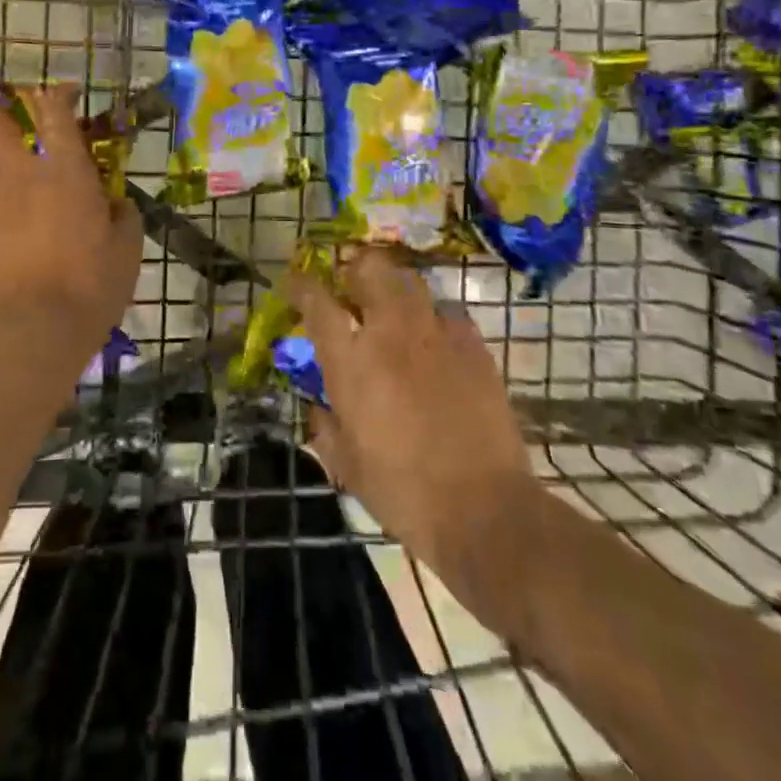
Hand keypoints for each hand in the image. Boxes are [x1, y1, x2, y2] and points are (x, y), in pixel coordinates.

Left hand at [0, 85, 142, 381]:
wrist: (28, 333)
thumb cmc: (89, 287)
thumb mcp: (127, 251)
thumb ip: (124, 216)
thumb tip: (117, 202)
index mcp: (64, 169)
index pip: (54, 110)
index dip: (58, 94)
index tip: (67, 94)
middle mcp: (19, 173)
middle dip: (8, 113)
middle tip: (22, 125)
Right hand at [290, 247, 533, 584]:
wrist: (485, 511)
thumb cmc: (404, 493)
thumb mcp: (347, 467)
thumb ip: (325, 427)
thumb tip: (318, 407)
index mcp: (351, 362)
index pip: (317, 301)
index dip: (301, 285)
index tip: (295, 284)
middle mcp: (390, 333)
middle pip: (369, 269)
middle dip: (355, 270)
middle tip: (351, 291)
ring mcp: (435, 334)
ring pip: (410, 281)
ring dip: (394, 288)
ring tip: (392, 309)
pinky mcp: (474, 346)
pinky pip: (447, 312)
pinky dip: (434, 318)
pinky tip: (434, 341)